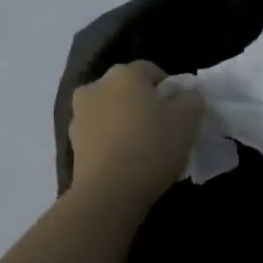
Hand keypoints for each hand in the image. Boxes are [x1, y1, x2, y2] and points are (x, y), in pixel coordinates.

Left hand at [69, 61, 204, 207]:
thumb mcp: (187, 121)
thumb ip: (191, 100)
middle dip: (143, 102)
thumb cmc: (152, 147)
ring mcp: (79, 114)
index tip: (180, 111)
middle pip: (126, 89)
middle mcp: (97, 86)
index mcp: (125, 74)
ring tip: (142, 147)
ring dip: (124, 121)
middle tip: (162, 127)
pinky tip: (125, 160)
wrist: (109, 192)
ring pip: (110, 110)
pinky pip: (98, 133)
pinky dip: (110, 140)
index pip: (151, 70)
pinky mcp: (72, 142)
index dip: (168, 88)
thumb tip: (187, 96)